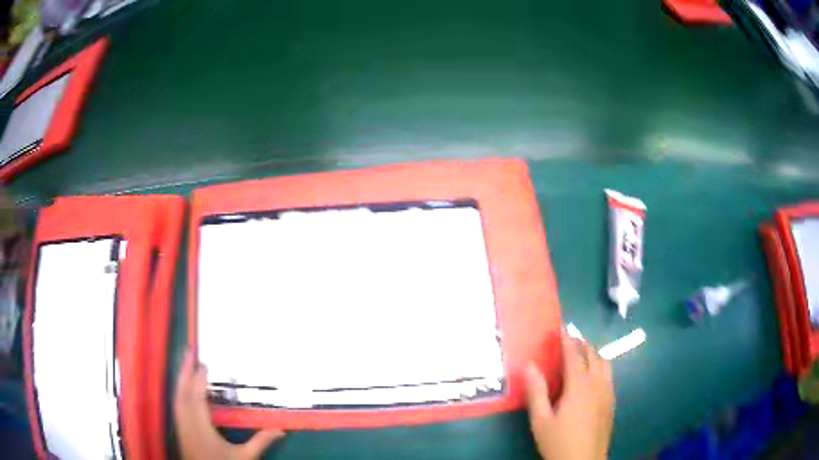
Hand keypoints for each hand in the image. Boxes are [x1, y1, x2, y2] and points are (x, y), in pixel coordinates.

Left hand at [174, 351, 284, 459]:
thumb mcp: (244, 457)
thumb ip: (259, 442)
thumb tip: (280, 430)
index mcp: (202, 428)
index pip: (197, 397)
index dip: (199, 379)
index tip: (206, 363)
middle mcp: (187, 423)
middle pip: (182, 392)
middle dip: (184, 370)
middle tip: (188, 351)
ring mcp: (181, 426)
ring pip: (176, 397)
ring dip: (180, 379)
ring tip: (185, 364)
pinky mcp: (180, 429)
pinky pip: (176, 404)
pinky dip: (179, 391)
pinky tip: (182, 388)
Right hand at [525, 330, 614, 459]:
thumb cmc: (559, 442)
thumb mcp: (541, 420)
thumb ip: (536, 392)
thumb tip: (530, 365)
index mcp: (580, 386)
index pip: (574, 355)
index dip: (567, 339)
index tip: (561, 326)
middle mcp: (598, 383)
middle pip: (593, 355)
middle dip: (582, 343)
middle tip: (569, 340)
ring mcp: (608, 392)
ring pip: (605, 363)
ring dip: (594, 353)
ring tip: (581, 354)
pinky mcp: (612, 402)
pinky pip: (609, 375)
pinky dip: (601, 366)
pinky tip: (592, 377)